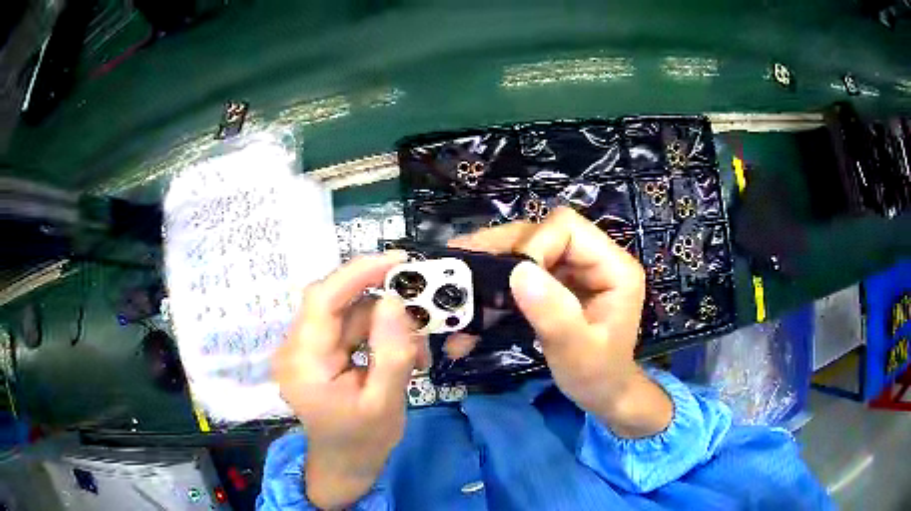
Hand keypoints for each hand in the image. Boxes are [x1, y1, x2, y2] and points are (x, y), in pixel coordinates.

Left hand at [273, 252, 427, 508]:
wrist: (344, 463)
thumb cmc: (363, 441)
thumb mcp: (385, 403)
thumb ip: (392, 353)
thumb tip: (394, 301)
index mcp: (305, 362)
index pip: (323, 300)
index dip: (358, 273)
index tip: (398, 261)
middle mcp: (296, 348)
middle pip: (338, 304)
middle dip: (382, 307)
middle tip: (420, 320)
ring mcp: (305, 349)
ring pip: (349, 314)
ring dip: (386, 326)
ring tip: (416, 354)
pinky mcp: (317, 352)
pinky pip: (349, 328)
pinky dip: (378, 335)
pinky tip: (399, 355)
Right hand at [450, 207, 671, 436]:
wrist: (603, 393)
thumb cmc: (598, 375)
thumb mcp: (578, 352)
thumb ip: (554, 314)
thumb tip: (519, 272)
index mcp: (613, 267)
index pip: (566, 229)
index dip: (533, 245)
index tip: (507, 280)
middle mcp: (595, 258)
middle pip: (543, 231)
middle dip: (502, 248)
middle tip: (461, 262)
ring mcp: (576, 268)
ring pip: (528, 246)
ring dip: (494, 261)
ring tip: (460, 277)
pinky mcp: (560, 281)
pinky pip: (525, 269)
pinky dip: (499, 280)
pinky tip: (477, 296)